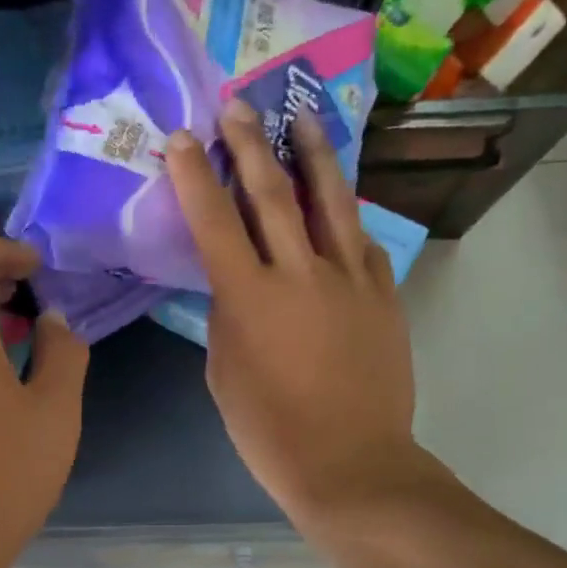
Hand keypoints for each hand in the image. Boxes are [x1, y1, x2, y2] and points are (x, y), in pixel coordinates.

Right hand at [167, 100, 430, 534]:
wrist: (350, 462)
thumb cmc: (270, 431)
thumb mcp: (225, 374)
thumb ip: (228, 319)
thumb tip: (235, 287)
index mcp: (248, 298)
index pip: (215, 222)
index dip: (196, 176)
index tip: (184, 137)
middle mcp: (299, 273)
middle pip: (271, 194)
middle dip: (250, 144)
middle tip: (237, 105)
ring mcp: (349, 278)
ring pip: (329, 201)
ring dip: (311, 154)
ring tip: (301, 117)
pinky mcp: (383, 292)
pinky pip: (361, 239)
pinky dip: (345, 213)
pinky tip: (339, 197)